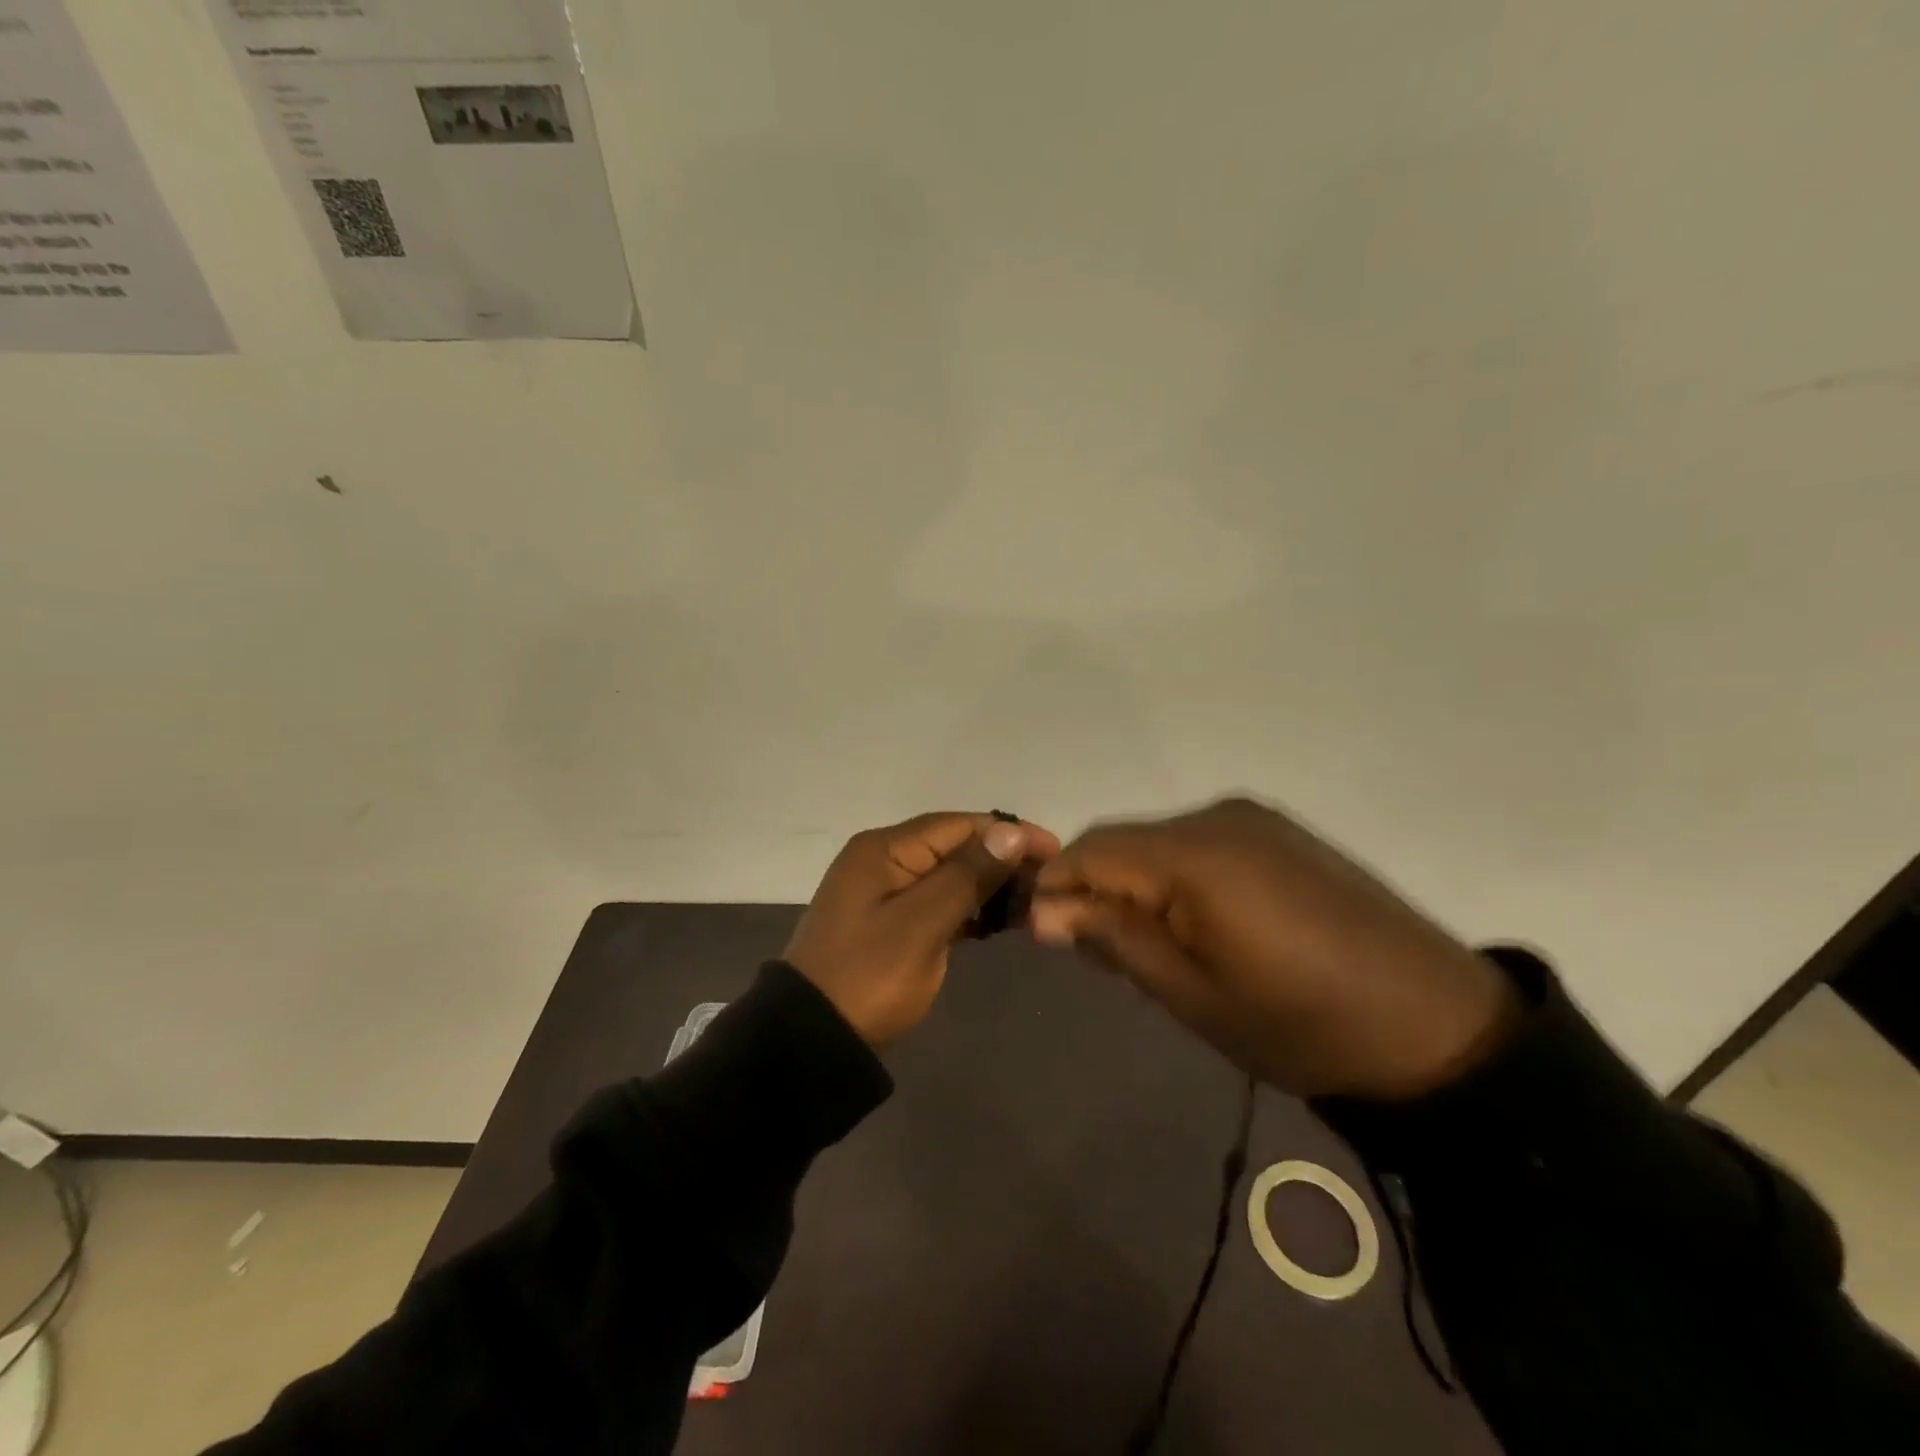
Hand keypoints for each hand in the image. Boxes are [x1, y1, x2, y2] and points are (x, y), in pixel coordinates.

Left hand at [786, 812, 1061, 1048]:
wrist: (813, 1041)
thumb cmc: (869, 977)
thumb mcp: (921, 925)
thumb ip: (967, 876)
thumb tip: (1010, 831)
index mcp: (886, 849)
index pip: (959, 825)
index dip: (1009, 834)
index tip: (1056, 852)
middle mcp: (886, 860)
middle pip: (957, 847)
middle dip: (1004, 861)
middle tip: (1051, 884)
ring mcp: (888, 893)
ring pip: (952, 876)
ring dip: (992, 886)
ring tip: (1037, 903)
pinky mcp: (894, 924)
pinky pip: (941, 903)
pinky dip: (972, 910)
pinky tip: (1005, 921)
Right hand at [1028, 797, 1517, 1099]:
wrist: (1438, 1027)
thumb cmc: (1303, 1025)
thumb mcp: (1194, 996)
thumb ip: (1115, 940)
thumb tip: (1044, 911)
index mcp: (1194, 855)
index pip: (1091, 849)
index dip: (1056, 886)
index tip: (1044, 934)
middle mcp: (1218, 817)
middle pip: (1123, 839)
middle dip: (1095, 886)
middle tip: (1096, 951)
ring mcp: (1255, 819)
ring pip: (1160, 840)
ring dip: (1137, 881)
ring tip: (1147, 942)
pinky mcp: (1280, 832)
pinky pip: (1201, 842)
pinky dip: (1177, 875)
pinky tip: (1196, 921)